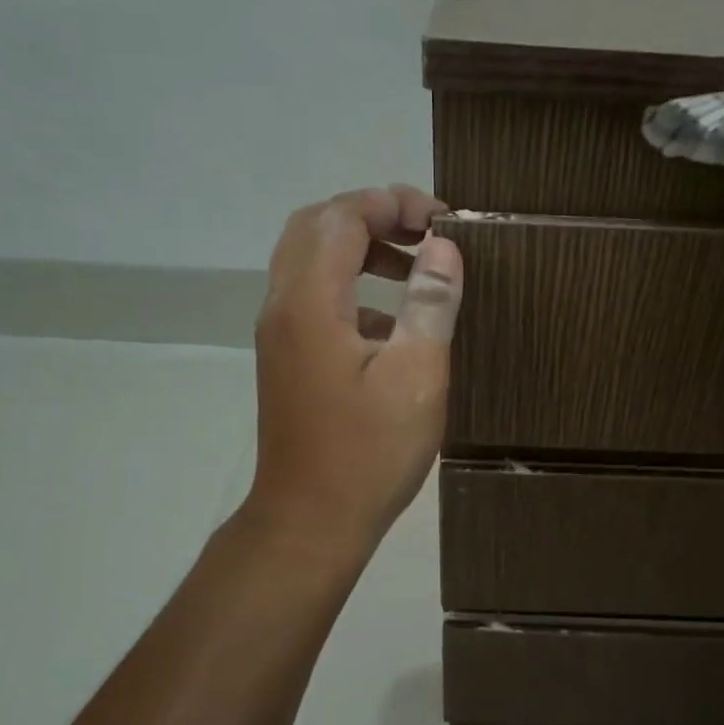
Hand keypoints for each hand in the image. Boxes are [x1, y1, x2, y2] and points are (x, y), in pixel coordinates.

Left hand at [241, 185, 463, 553]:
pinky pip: (315, 297)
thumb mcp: (417, 376)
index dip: (392, 203)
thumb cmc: (369, 453)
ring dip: (361, 248)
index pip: (342, 218)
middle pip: (316, 227)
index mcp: (311, 303)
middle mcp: (284, 307)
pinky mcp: (288, 359)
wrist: (311, 521)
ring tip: (417, 265)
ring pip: (311, 261)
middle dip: (372, 215)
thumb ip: (430, 302)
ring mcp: (280, 335)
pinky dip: (353, 286)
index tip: (443, 220)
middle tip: (425, 231)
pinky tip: (396, 320)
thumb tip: (443, 246)